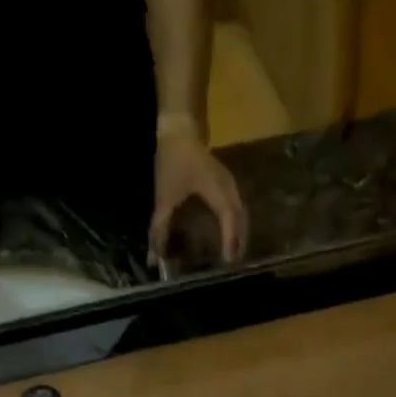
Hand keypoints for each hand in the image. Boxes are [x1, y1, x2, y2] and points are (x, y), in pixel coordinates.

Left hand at [150, 129, 247, 265]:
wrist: (181, 129)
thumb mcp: (164, 196)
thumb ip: (159, 229)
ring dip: (240, 236)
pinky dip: (237, 226)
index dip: (229, 241)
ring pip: (242, 216)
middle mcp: (229, 188)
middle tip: (232, 267)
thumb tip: (153, 258)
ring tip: (233, 256)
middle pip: (241, 221)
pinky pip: (238, 210)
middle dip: (239, 244)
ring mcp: (231, 184)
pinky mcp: (229, 184)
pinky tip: (230, 236)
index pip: (228, 219)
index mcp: (216, 189)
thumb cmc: (173, 161)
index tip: (228, 262)